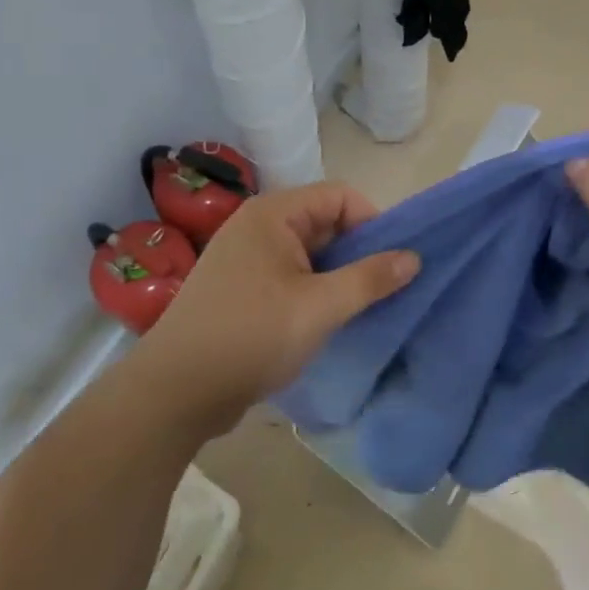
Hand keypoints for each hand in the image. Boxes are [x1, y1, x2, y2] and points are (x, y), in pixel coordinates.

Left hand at [122, 182, 419, 440]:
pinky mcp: (240, 289)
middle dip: (357, 251)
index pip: (339, 196)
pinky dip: (313, 290)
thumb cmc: (251, 336)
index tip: (393, 261)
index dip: (372, 222)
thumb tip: (413, 257)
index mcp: (272, 214)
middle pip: (324, 222)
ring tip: (360, 306)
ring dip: (337, 274)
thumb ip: (370, 279)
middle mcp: (257, 226)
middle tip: (383, 288)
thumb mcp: (320, 307)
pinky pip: (289, 275)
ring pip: (308, 253)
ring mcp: (245, 258)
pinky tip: (326, 320)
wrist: (174, 393)